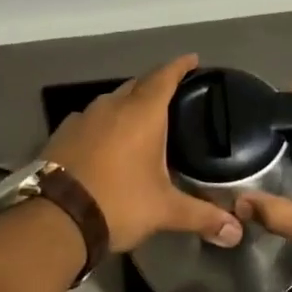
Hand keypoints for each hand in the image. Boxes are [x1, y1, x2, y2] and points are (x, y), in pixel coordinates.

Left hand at [43, 56, 242, 253]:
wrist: (55, 217)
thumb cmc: (118, 202)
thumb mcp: (164, 210)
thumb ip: (201, 216)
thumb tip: (236, 232)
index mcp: (141, 113)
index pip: (164, 77)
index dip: (180, 66)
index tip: (192, 59)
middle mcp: (111, 106)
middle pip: (137, 85)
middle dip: (155, 85)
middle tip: (172, 95)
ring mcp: (83, 117)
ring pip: (111, 101)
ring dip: (127, 105)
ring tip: (141, 120)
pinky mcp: (63, 133)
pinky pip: (91, 119)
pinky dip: (104, 124)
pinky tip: (107, 141)